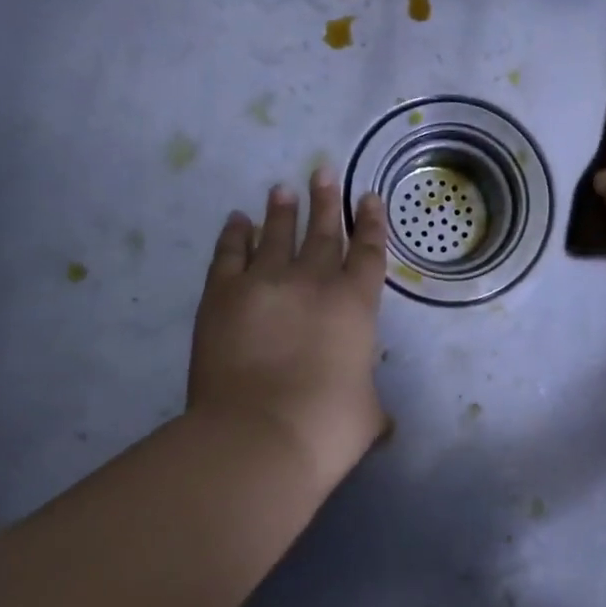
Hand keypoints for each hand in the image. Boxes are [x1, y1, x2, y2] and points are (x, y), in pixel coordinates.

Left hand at [188, 169, 388, 493]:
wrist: (259, 435)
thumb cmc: (327, 427)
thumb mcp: (368, 416)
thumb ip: (373, 405)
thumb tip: (382, 421)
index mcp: (355, 305)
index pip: (368, 252)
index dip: (370, 223)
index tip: (368, 197)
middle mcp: (313, 282)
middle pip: (322, 232)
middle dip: (325, 201)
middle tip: (322, 172)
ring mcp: (265, 283)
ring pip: (276, 234)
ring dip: (282, 210)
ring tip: (283, 188)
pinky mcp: (222, 294)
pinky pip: (230, 253)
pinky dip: (234, 234)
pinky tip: (238, 220)